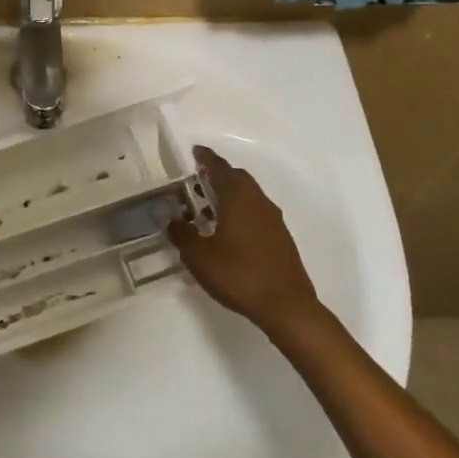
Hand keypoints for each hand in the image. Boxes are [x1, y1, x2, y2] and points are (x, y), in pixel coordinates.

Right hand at [168, 145, 321, 337]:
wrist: (286, 306)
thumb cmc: (239, 274)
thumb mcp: (199, 256)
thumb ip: (182, 234)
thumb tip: (172, 220)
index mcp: (238, 198)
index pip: (220, 168)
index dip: (206, 158)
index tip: (195, 151)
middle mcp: (258, 202)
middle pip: (238, 178)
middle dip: (219, 174)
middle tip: (198, 180)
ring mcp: (273, 220)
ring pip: (249, 195)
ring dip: (230, 194)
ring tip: (209, 207)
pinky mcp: (281, 238)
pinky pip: (257, 212)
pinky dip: (241, 211)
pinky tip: (229, 231)